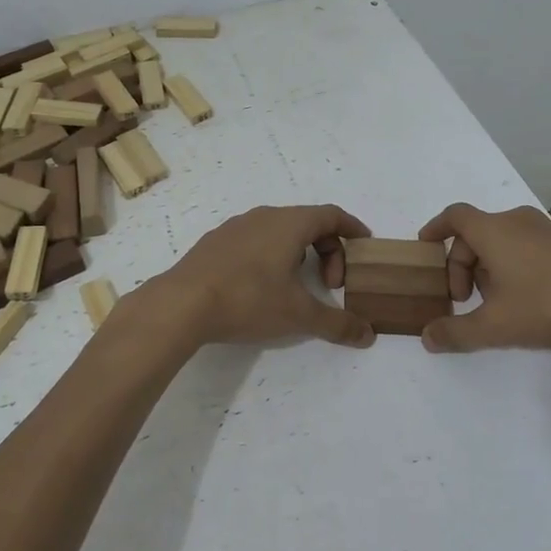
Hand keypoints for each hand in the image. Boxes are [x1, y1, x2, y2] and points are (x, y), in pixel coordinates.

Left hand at [154, 205, 376, 348]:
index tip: (365, 246)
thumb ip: (337, 324)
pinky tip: (261, 287)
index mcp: (289, 224)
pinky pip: (254, 240)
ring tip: (297, 286)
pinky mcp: (214, 243)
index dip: (352, 229)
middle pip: (307, 222)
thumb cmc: (248, 300)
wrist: (181, 304)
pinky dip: (271, 256)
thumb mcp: (299, 315)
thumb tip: (369, 335)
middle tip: (330, 285)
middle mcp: (263, 217)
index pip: (331, 215)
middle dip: (327, 250)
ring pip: (278, 231)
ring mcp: (235, 227)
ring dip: (298, 253)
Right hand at [416, 204, 550, 352]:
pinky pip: (528, 246)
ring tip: (496, 303)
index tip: (425, 245)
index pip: (454, 216)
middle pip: (477, 233)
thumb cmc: (549, 303)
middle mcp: (517, 222)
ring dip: (489, 266)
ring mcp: (547, 230)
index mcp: (493, 231)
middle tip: (464, 299)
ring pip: (504, 241)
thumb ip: (457, 332)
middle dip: (463, 264)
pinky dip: (515, 265)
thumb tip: (427, 338)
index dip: (436, 228)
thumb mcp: (495, 326)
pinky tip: (528, 299)